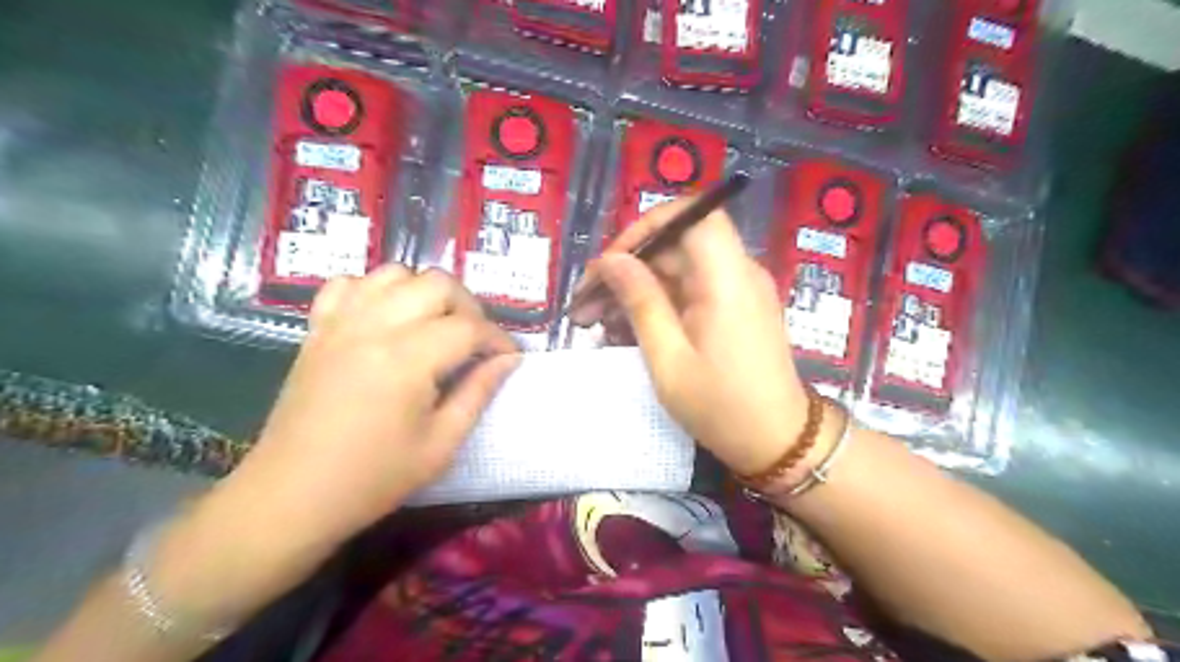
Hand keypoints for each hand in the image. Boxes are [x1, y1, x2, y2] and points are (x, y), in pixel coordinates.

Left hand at [144, 263, 516, 624]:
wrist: (290, 496)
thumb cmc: (373, 478)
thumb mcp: (441, 444)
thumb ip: (478, 393)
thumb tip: (508, 361)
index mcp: (407, 359)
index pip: (469, 327)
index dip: (498, 339)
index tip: (509, 358)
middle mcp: (374, 327)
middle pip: (437, 283)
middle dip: (468, 307)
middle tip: (474, 342)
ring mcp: (340, 323)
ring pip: (395, 273)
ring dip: (425, 293)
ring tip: (434, 326)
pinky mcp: (317, 329)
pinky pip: (349, 284)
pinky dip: (376, 291)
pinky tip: (386, 319)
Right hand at [573, 203, 810, 475]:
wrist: (777, 443)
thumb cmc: (721, 408)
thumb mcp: (668, 359)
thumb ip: (640, 302)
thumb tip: (611, 261)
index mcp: (727, 278)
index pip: (692, 216)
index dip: (648, 226)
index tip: (612, 261)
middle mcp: (738, 273)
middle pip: (677, 245)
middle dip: (628, 267)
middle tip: (587, 304)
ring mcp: (737, 291)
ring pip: (678, 270)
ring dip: (636, 289)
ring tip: (595, 322)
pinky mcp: (733, 309)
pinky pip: (689, 291)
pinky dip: (657, 304)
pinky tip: (625, 331)